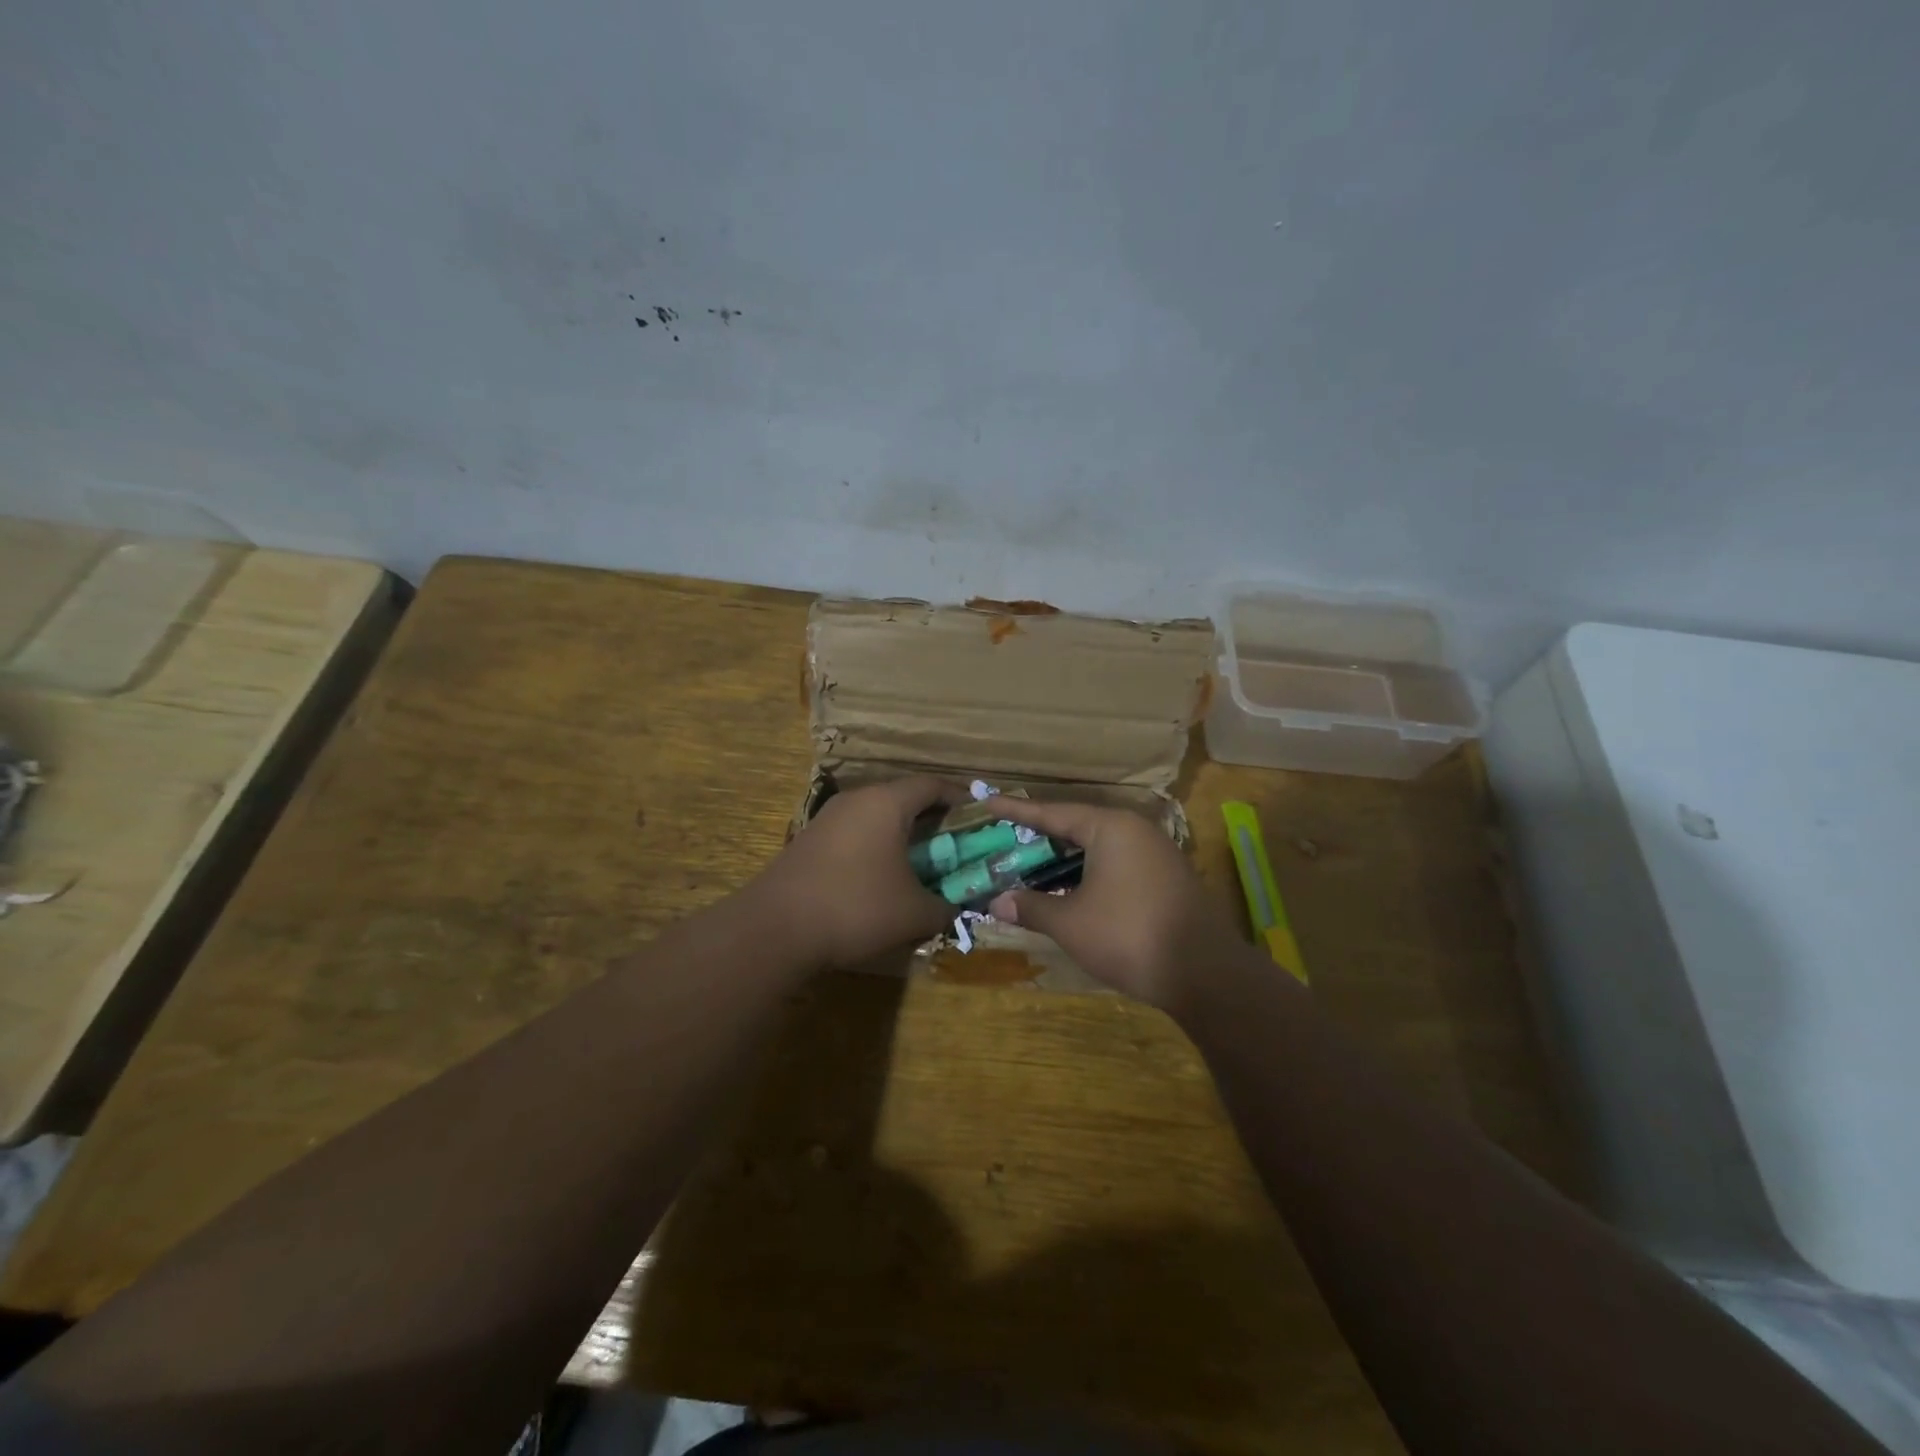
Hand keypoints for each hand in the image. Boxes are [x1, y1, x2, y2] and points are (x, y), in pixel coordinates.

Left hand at [759, 776, 966, 968]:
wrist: (775, 928)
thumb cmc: (856, 907)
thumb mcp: (914, 913)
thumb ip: (946, 907)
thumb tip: (958, 907)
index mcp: (887, 802)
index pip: (933, 785)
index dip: (961, 798)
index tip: (981, 816)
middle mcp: (857, 800)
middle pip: (904, 798)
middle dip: (934, 820)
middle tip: (956, 844)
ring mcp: (828, 819)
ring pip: (877, 817)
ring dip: (903, 835)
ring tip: (922, 863)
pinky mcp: (810, 841)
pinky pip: (856, 834)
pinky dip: (877, 847)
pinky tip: (882, 878)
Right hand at [984, 797, 1241, 1008]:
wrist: (1205, 973)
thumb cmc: (1128, 936)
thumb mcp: (1070, 923)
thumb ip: (1031, 907)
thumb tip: (996, 903)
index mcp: (1110, 828)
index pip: (1053, 813)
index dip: (1017, 811)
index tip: (988, 802)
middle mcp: (1135, 830)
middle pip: (1077, 826)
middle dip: (1041, 836)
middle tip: (1006, 838)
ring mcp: (1156, 853)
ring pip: (1099, 847)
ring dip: (1065, 859)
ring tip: (1033, 864)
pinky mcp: (1167, 878)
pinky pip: (1117, 863)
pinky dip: (1089, 872)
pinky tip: (1073, 889)